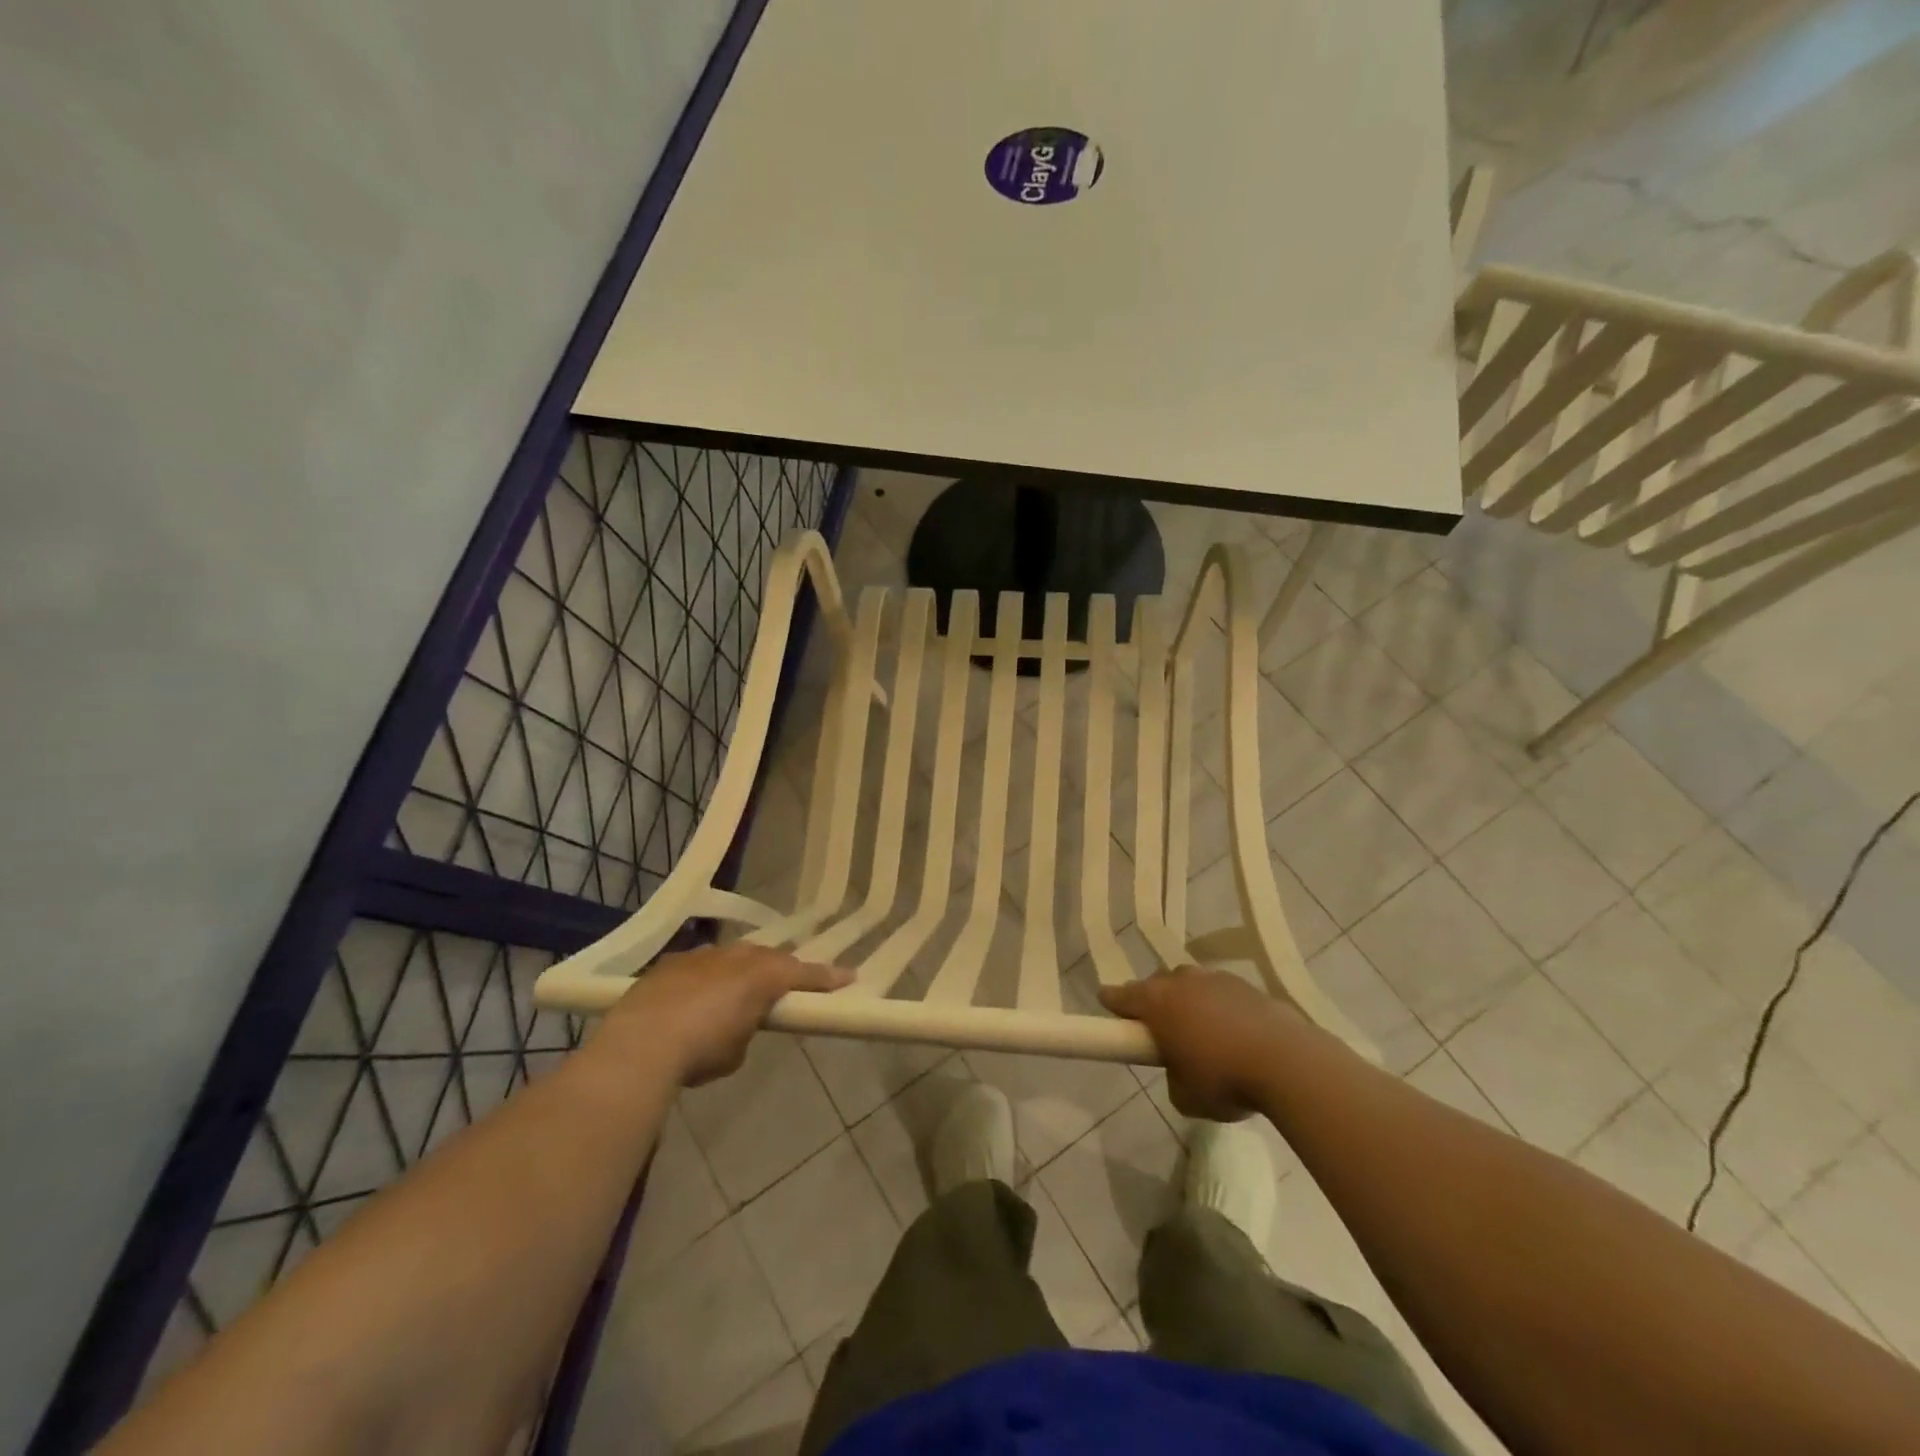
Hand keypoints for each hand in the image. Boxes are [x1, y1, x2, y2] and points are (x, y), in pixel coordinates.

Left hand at [605, 944, 850, 1084]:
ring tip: (736, 992)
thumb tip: (737, 1024)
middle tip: (785, 985)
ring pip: (731, 957)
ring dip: (739, 971)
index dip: (826, 977)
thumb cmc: (701, 1051)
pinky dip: (705, 978)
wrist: (640, 1043)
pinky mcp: (669, 964)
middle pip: (767, 958)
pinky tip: (694, 997)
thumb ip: (746, 1029)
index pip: (802, 973)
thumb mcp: (735, 1052)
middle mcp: (735, 956)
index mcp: (761, 976)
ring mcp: (700, 956)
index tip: (849, 978)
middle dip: (778, 970)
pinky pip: (699, 966)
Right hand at [1100, 967, 1306, 1120]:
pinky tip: (1235, 1034)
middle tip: (1162, 1030)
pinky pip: (1223, 994)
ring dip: (1191, 1003)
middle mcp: (1182, 982)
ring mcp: (1217, 979)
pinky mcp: (1249, 986)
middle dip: (1155, 1003)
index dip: (1112, 1003)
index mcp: (1157, 1002)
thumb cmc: (1224, 1079)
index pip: (1121, 996)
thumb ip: (1172, 1077)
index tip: (1108, 1009)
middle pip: (1158, 984)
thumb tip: (1181, 1069)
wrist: (1288, 1062)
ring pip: (1192, 985)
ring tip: (1203, 1033)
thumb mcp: (1184, 1096)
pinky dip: (1222, 1008)